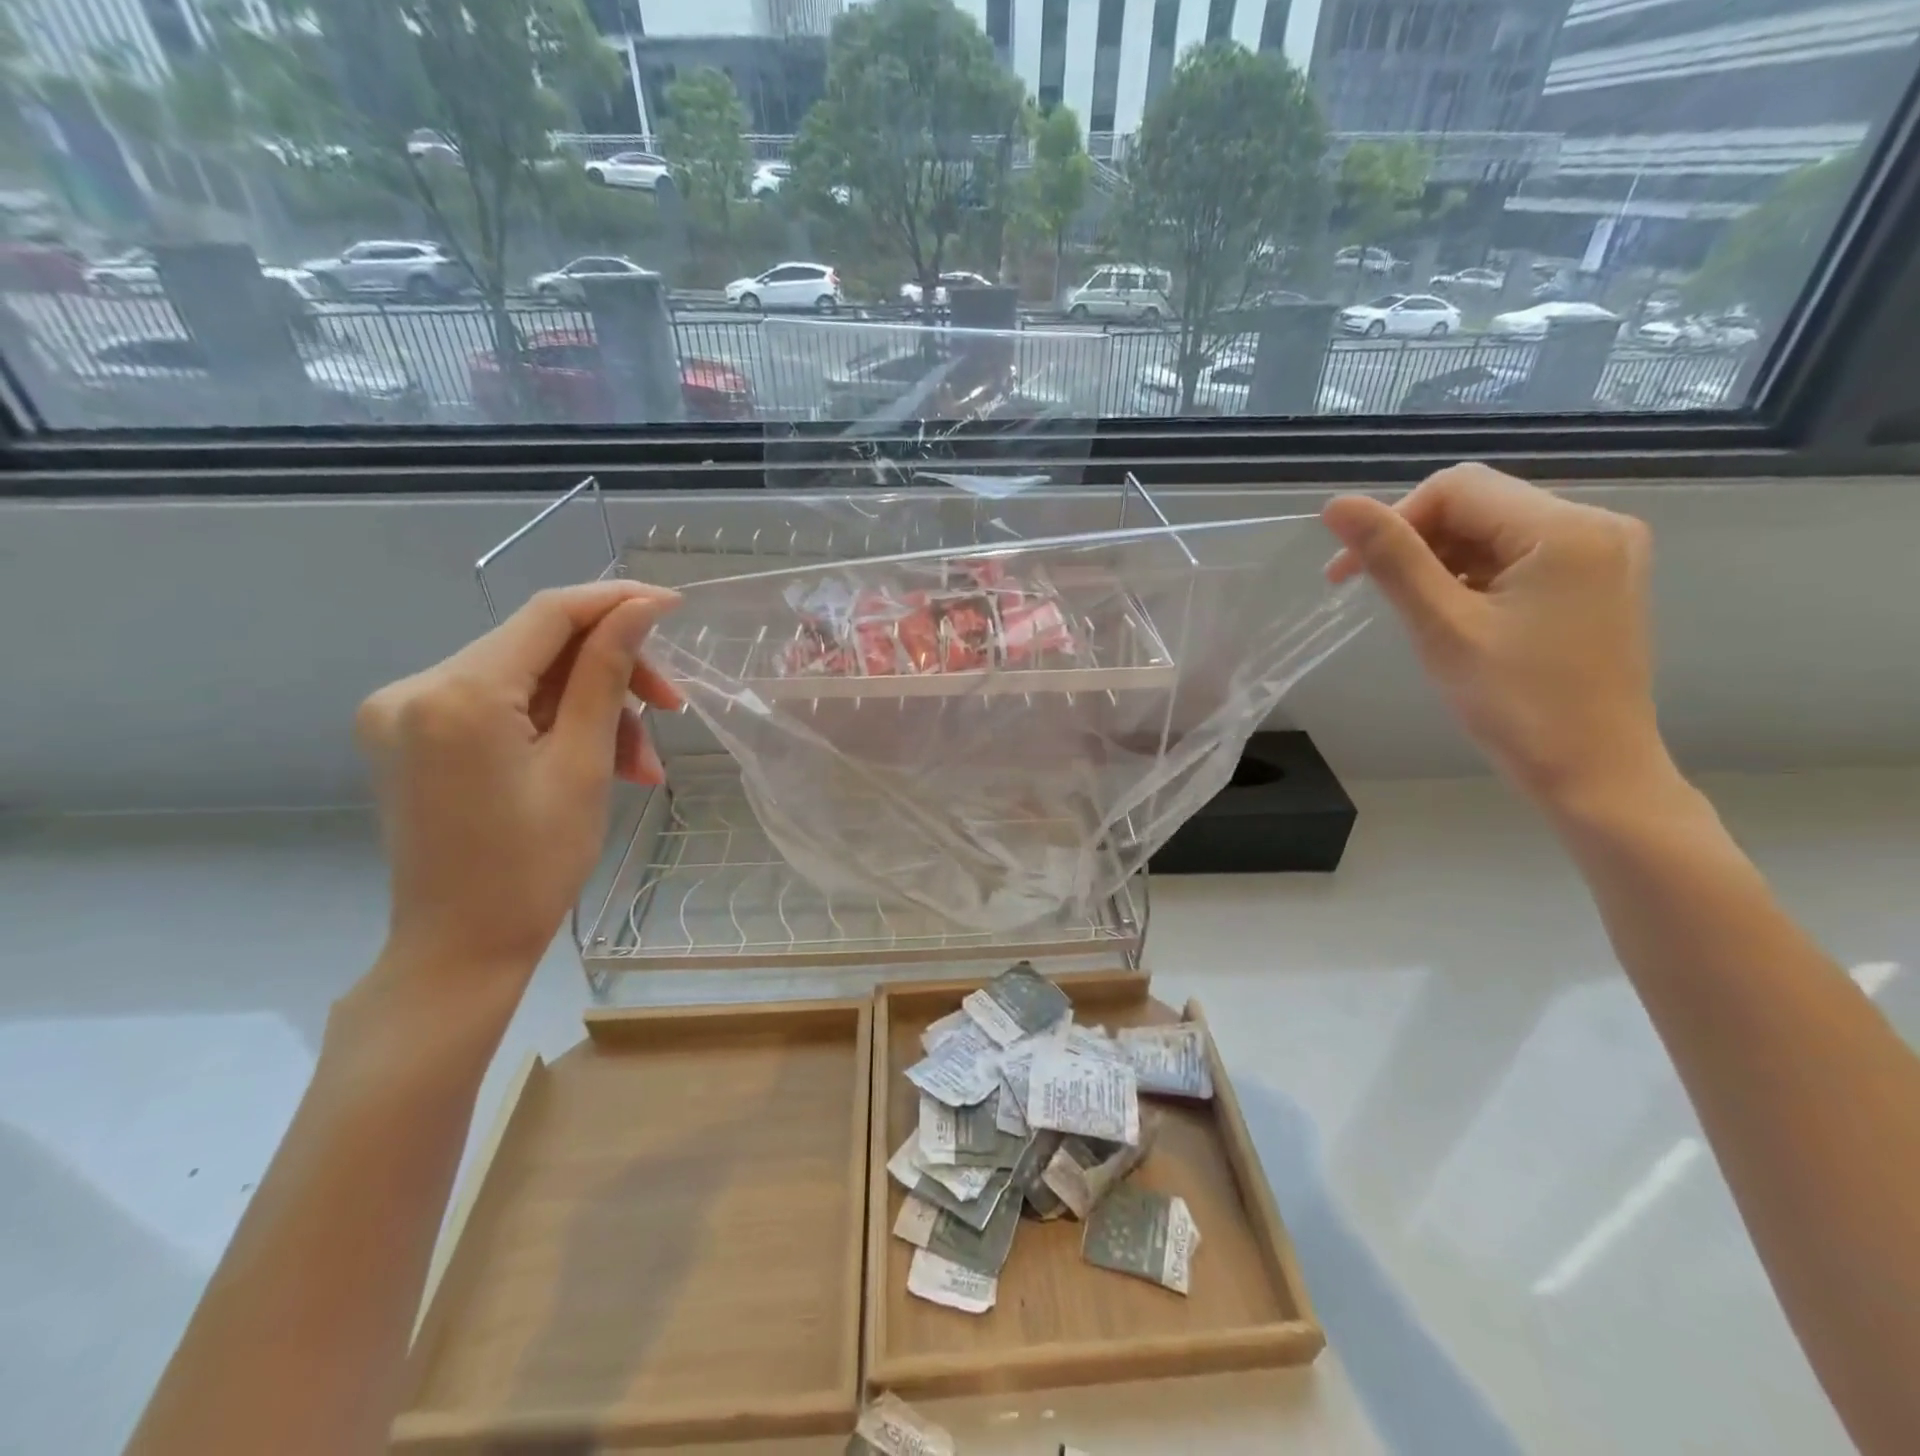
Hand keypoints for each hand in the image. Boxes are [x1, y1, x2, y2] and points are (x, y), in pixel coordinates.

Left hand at [355, 581, 681, 992]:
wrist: (460, 948)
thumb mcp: (584, 764)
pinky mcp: (409, 735)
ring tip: (640, 764)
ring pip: (524, 679)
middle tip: (670, 711)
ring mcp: (403, 712)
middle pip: (537, 647)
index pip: (548, 614)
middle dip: (611, 673)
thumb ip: (607, 675)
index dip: (616, 602)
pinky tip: (596, 761)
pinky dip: (553, 724)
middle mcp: (413, 687)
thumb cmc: (534, 867)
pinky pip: (498, 705)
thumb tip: (640, 609)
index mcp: (457, 695)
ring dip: (589, 707)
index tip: (674, 606)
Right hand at [1323, 463, 1669, 811]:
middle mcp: (1596, 523)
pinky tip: (1453, 615)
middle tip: (1369, 592)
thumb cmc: (1516, 704)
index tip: (1347, 574)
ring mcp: (1601, 553)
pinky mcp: (1594, 581)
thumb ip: (1392, 558)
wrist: (1593, 773)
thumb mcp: (1443, 626)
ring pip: (1493, 530)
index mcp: (1566, 528)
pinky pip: (1516, 557)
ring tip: (1414, 612)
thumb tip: (1337, 504)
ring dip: (1439, 561)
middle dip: (1414, 541)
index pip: (1456, 488)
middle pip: (1477, 504)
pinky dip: (1471, 576)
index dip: (1393, 520)